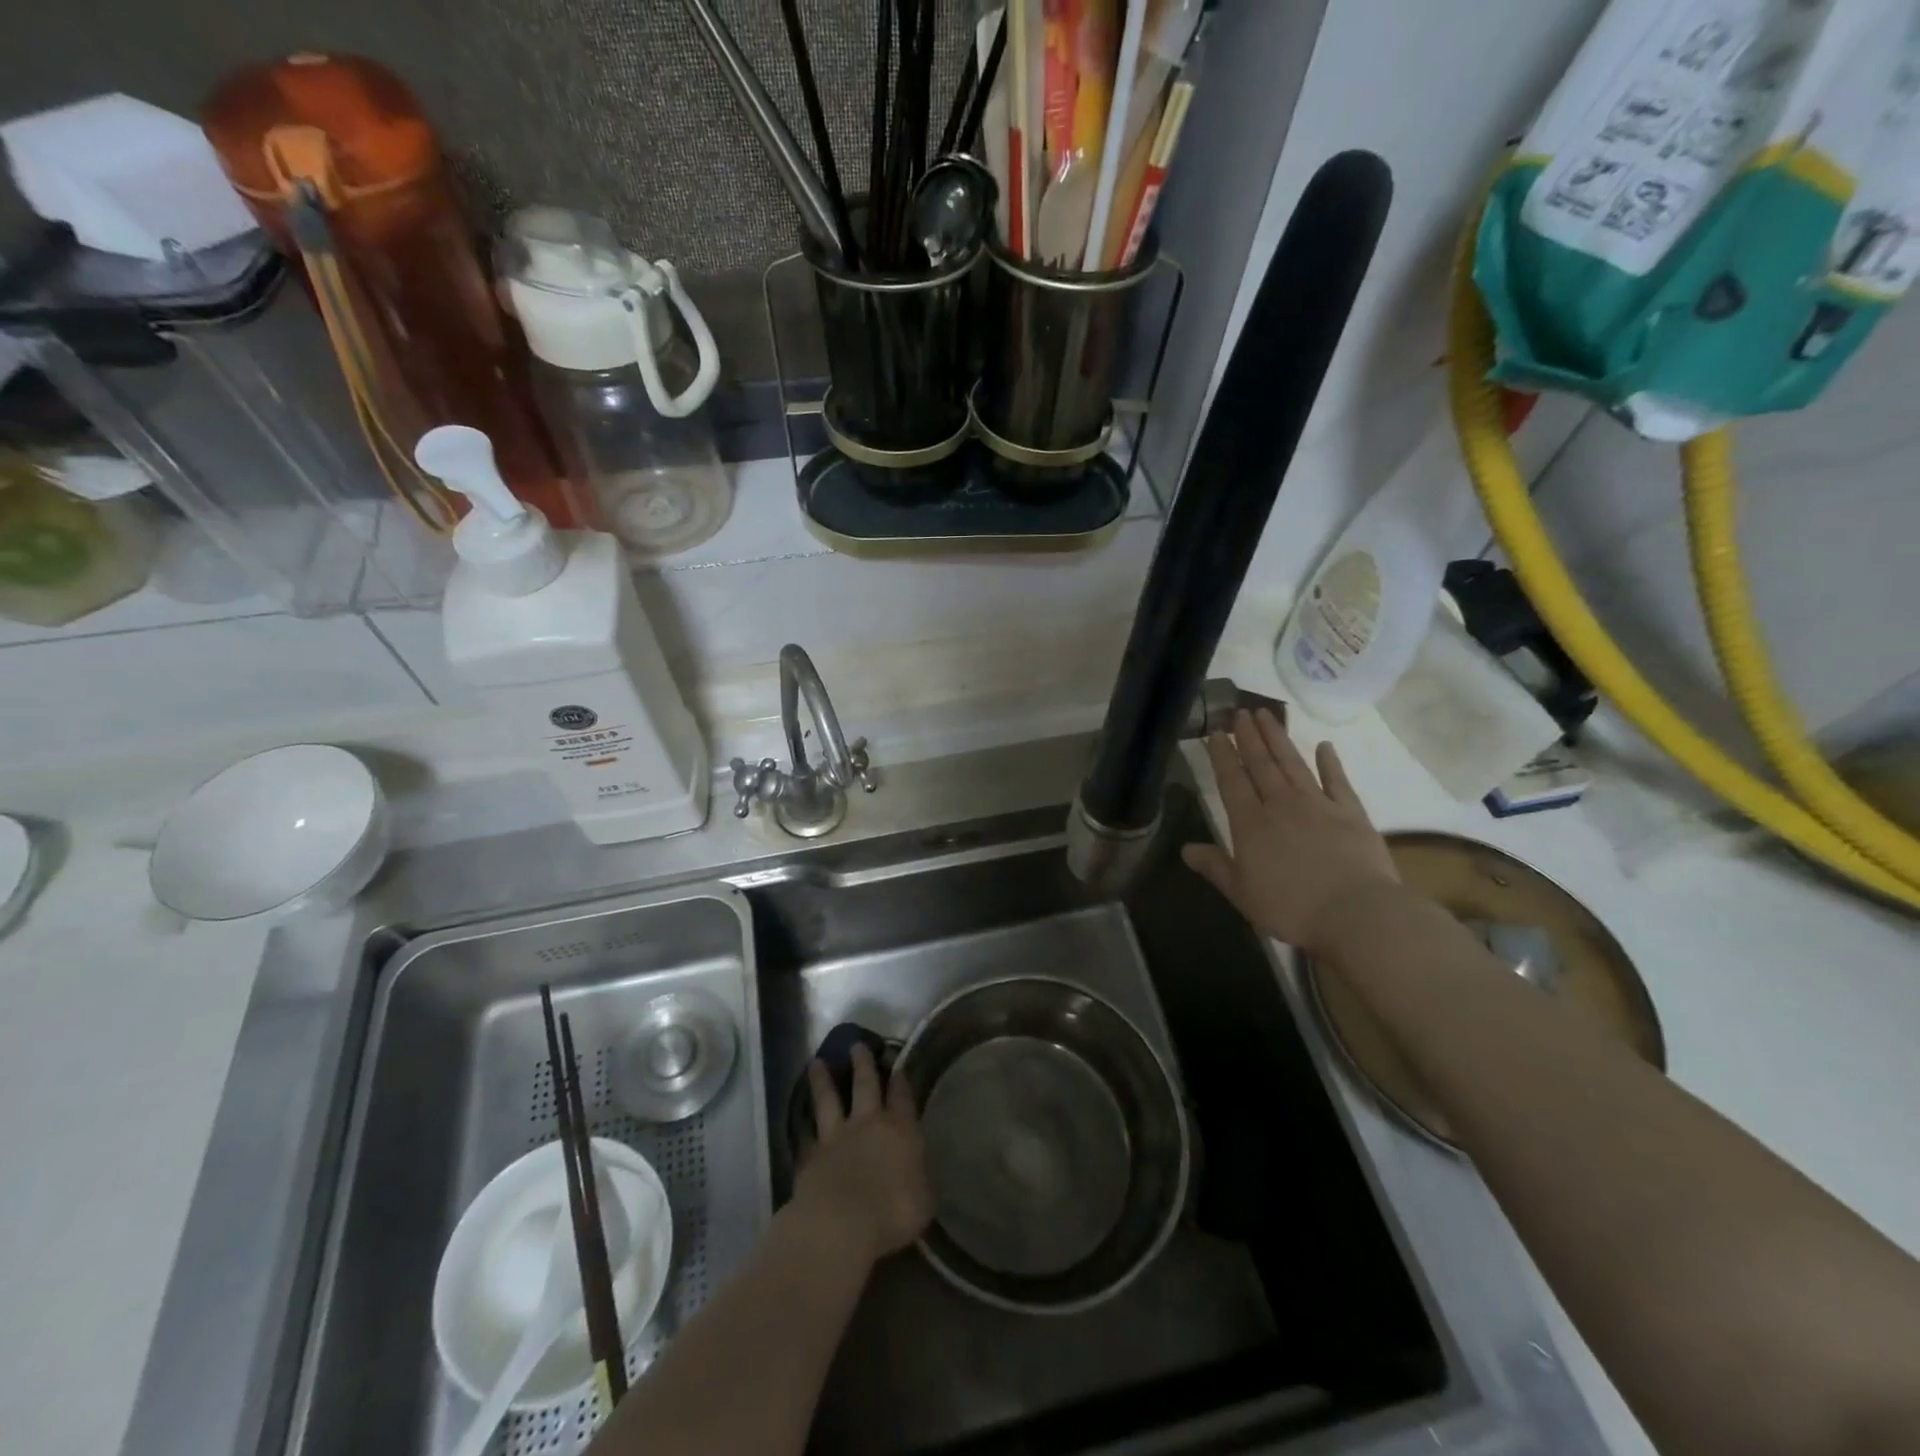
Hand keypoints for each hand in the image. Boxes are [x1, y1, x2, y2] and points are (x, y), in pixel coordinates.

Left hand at [794, 1043, 932, 1264]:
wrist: (842, 1223)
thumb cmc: (893, 1212)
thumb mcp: (923, 1200)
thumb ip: (919, 1180)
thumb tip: (917, 1174)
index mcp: (900, 1130)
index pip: (902, 1097)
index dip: (901, 1080)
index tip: (897, 1063)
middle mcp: (868, 1124)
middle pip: (865, 1085)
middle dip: (863, 1064)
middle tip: (857, 1044)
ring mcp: (836, 1138)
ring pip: (829, 1101)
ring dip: (823, 1081)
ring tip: (816, 1062)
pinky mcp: (811, 1157)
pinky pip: (807, 1136)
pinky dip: (804, 1126)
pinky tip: (800, 1120)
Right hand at [1182, 709, 1400, 956]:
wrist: (1356, 913)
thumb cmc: (1291, 908)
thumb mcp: (1241, 893)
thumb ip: (1214, 867)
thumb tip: (1185, 849)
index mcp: (1250, 824)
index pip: (1232, 781)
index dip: (1222, 756)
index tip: (1216, 733)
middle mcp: (1281, 805)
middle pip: (1261, 764)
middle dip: (1248, 737)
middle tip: (1240, 712)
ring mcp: (1318, 805)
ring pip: (1293, 764)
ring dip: (1278, 739)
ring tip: (1267, 715)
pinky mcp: (1351, 813)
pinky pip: (1337, 781)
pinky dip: (1330, 762)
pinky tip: (1324, 746)